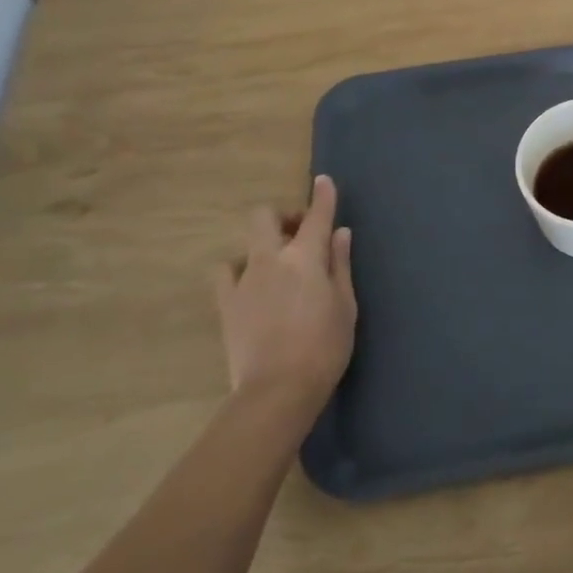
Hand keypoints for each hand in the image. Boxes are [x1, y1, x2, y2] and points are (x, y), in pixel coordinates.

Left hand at [214, 175, 356, 410]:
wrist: (277, 390)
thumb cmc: (325, 347)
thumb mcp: (346, 305)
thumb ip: (340, 265)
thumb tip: (339, 234)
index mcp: (306, 257)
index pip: (317, 216)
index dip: (322, 196)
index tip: (324, 181)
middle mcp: (271, 259)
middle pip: (265, 217)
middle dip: (283, 216)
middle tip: (300, 233)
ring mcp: (244, 280)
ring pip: (246, 244)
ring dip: (263, 246)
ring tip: (277, 267)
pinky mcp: (226, 303)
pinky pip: (227, 273)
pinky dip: (239, 271)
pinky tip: (251, 286)